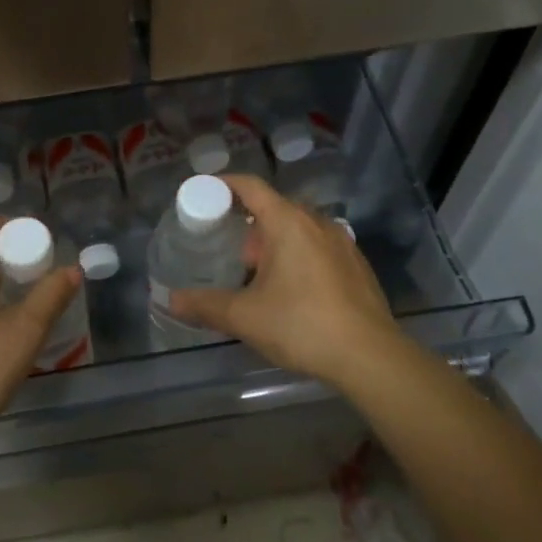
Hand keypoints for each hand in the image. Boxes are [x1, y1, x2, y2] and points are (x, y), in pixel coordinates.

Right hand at [168, 174, 405, 390]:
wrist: (370, 356)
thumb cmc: (302, 324)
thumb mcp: (245, 316)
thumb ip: (205, 305)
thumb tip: (171, 300)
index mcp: (288, 222)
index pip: (250, 186)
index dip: (224, 184)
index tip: (204, 192)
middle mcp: (317, 222)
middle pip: (275, 207)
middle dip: (247, 222)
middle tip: (225, 245)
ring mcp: (342, 243)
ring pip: (299, 229)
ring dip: (274, 241)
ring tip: (255, 271)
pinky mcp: (356, 266)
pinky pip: (318, 247)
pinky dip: (298, 255)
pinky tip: (290, 290)